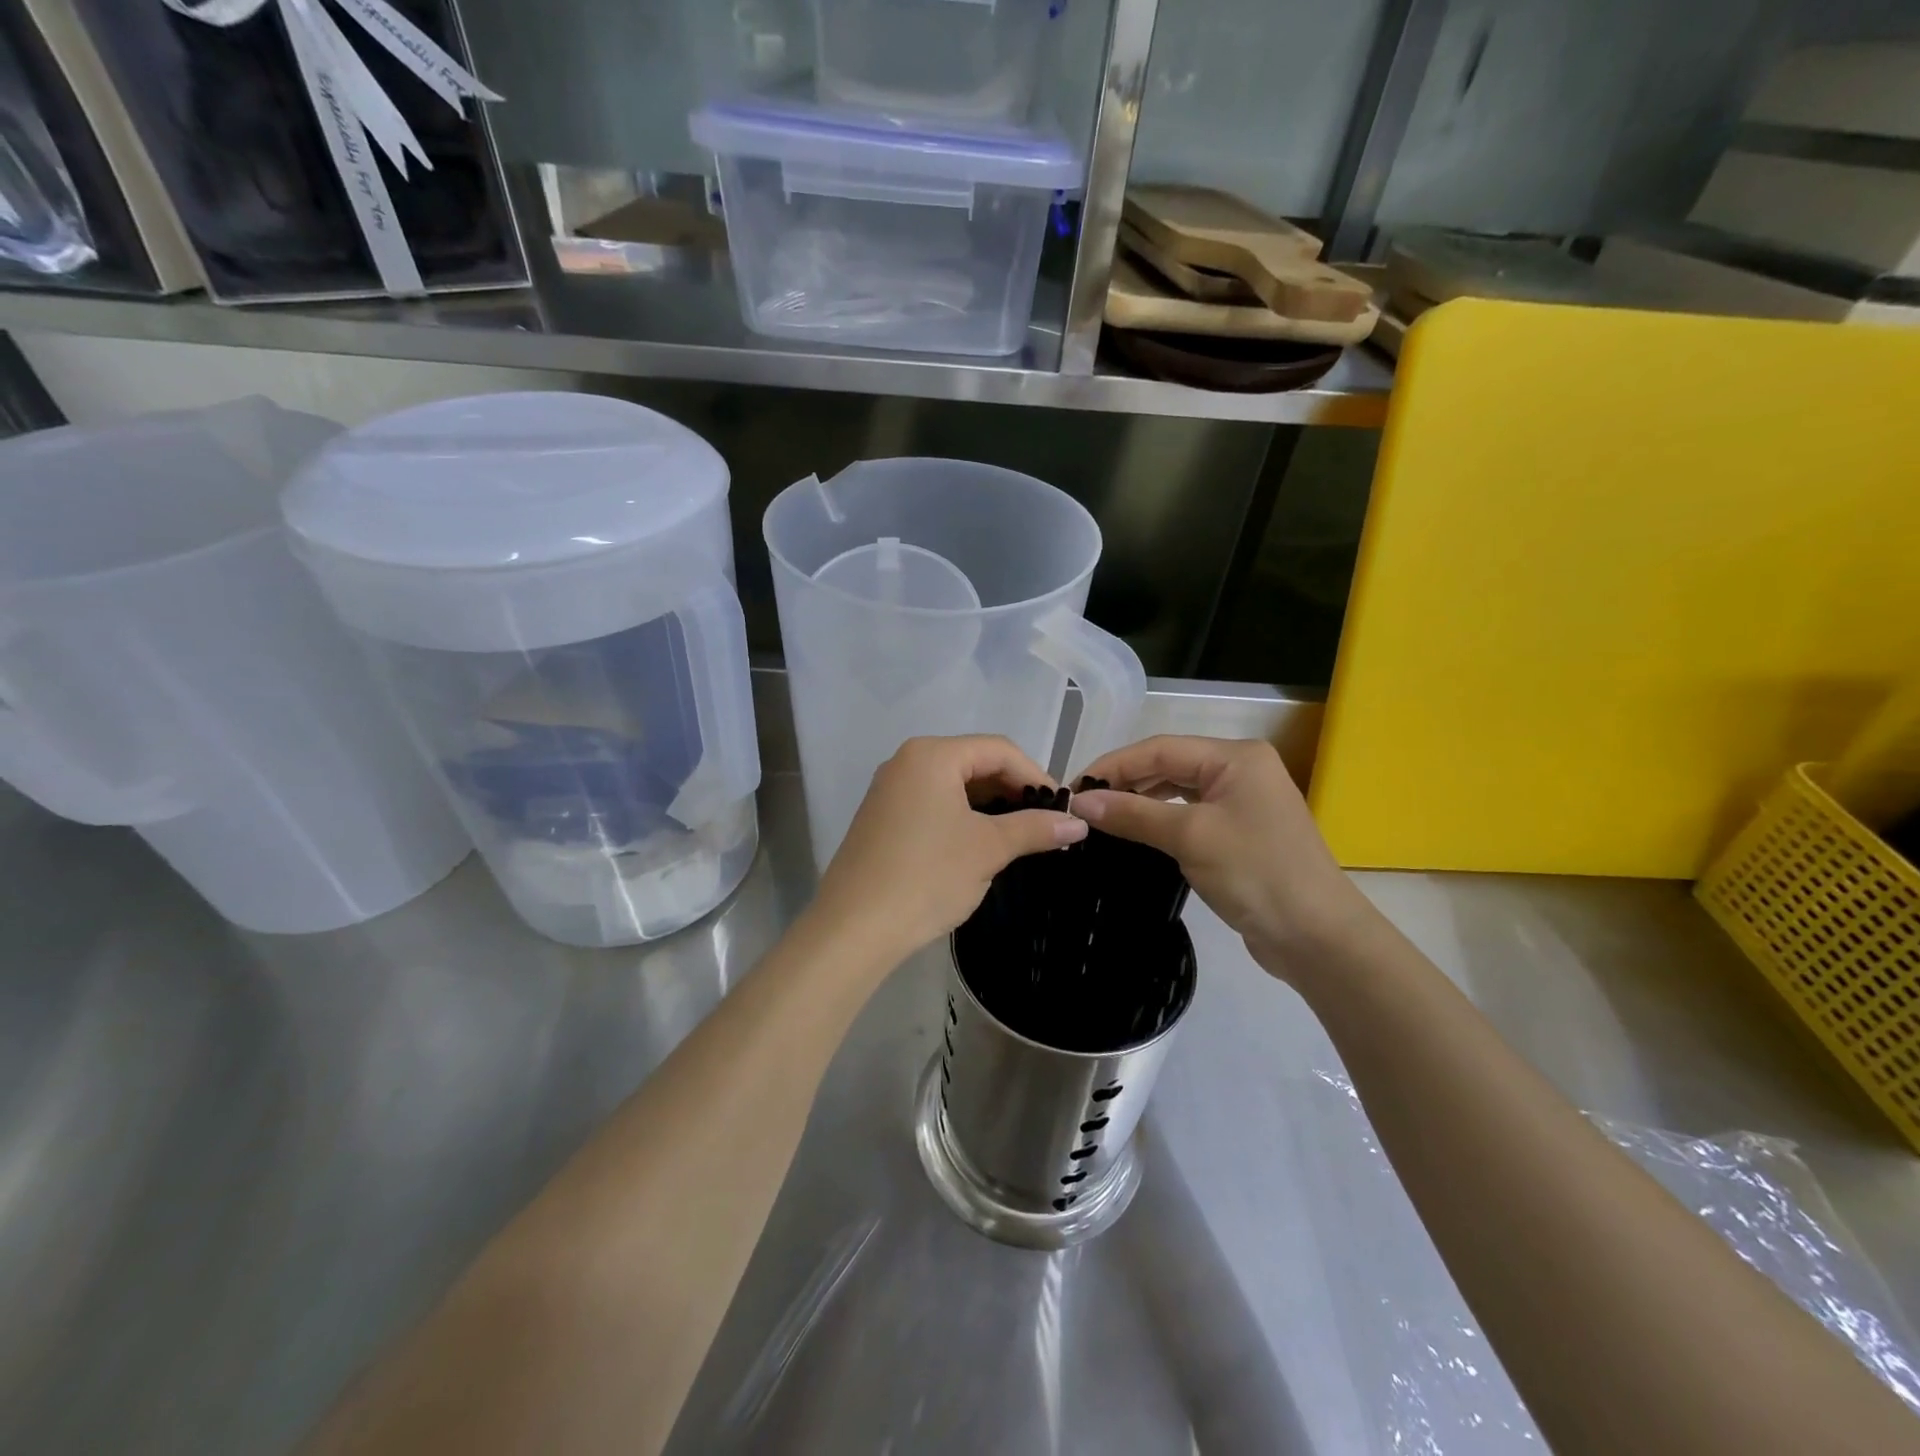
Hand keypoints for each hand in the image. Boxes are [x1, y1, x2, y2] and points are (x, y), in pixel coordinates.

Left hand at [811, 736, 1086, 965]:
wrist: (854, 927)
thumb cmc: (927, 876)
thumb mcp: (988, 849)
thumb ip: (1035, 828)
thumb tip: (1078, 823)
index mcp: (932, 755)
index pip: (998, 750)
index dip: (1035, 775)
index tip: (1061, 809)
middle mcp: (906, 761)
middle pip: (974, 762)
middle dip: (1012, 790)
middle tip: (1043, 824)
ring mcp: (890, 789)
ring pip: (953, 784)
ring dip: (989, 805)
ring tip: (1019, 835)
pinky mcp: (882, 817)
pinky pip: (932, 803)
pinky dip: (962, 816)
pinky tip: (980, 844)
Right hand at [1069, 736, 1376, 979]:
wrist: (1317, 937)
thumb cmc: (1256, 874)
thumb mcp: (1190, 837)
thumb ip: (1133, 814)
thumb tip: (1079, 802)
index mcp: (1236, 757)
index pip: (1160, 749)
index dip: (1113, 765)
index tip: (1073, 788)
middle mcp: (1240, 770)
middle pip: (1168, 765)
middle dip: (1124, 782)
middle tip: (1081, 805)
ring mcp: (1242, 802)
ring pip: (1177, 790)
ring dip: (1140, 801)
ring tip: (1100, 817)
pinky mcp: (1239, 832)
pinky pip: (1189, 814)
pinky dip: (1159, 820)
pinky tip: (1135, 832)